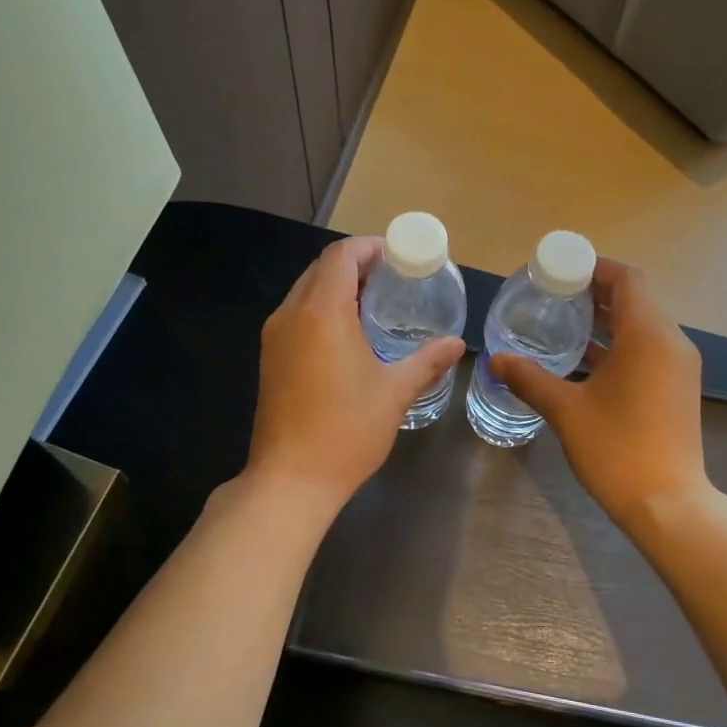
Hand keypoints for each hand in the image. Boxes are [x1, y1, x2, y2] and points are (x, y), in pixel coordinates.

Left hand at [244, 236, 464, 516]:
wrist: (291, 479)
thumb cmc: (347, 430)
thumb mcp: (394, 392)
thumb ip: (427, 361)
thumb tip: (456, 344)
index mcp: (322, 313)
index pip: (341, 256)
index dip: (369, 248)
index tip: (398, 256)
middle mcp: (291, 315)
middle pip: (320, 269)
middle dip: (355, 265)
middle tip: (392, 279)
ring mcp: (274, 338)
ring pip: (305, 292)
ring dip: (337, 288)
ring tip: (374, 304)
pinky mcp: (270, 359)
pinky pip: (296, 316)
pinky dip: (322, 310)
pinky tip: (348, 335)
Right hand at [492, 259, 709, 531]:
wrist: (668, 504)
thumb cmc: (617, 450)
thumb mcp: (566, 411)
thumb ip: (530, 379)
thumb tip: (496, 360)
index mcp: (648, 336)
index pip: (627, 279)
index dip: (594, 268)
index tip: (559, 272)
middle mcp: (671, 342)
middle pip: (635, 300)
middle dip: (595, 294)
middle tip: (553, 296)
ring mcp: (678, 367)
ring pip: (642, 327)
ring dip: (606, 321)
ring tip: (564, 324)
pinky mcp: (677, 389)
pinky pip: (648, 350)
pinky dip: (619, 346)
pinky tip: (585, 362)